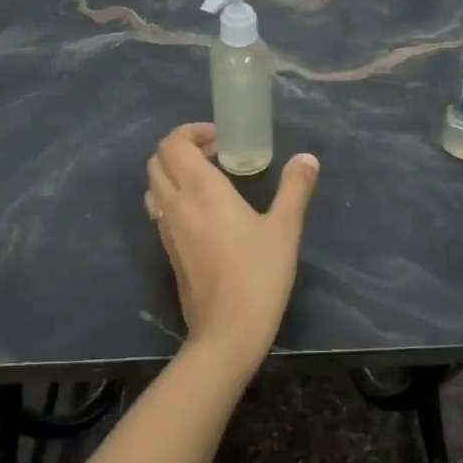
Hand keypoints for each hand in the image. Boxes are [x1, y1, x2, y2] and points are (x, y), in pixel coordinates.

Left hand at [144, 123, 320, 369]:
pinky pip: (160, 210)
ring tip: (209, 177)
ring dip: (174, 172)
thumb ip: (295, 188)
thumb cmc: (258, 274)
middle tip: (217, 153)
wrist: (228, 331)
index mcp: (201, 190)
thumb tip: (306, 159)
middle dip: (182, 148)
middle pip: (158, 161)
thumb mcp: (285, 228)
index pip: (173, 144)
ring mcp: (167, 230)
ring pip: (155, 185)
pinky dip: (175, 196)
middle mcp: (176, 204)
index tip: (220, 138)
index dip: (191, 132)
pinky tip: (205, 211)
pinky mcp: (168, 251)